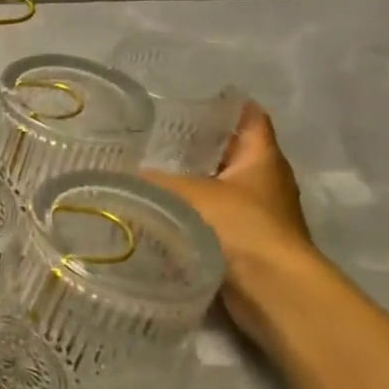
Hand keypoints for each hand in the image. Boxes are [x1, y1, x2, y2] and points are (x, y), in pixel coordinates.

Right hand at [140, 103, 322, 336]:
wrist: (271, 290)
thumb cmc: (240, 227)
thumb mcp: (187, 195)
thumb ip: (152, 182)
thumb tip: (117, 175)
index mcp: (262, 158)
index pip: (250, 118)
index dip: (226, 105)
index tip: (191, 98)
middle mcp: (265, 182)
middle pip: (231, 154)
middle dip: (197, 146)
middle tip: (154, 137)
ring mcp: (258, 215)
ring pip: (220, 188)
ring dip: (192, 184)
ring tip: (148, 174)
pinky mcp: (245, 245)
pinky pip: (213, 219)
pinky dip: (191, 214)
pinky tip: (159, 214)